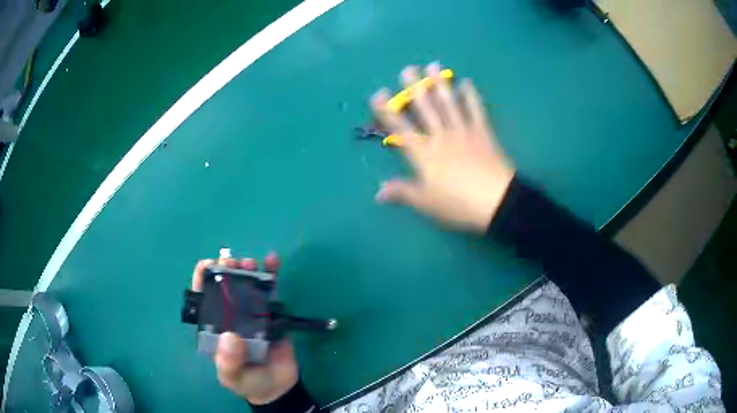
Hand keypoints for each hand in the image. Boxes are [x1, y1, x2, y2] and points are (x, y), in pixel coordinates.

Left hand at [190, 253, 298, 404]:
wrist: (277, 388)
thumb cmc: (248, 382)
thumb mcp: (232, 378)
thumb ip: (228, 363)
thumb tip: (230, 337)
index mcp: (215, 327)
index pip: (203, 298)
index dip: (202, 279)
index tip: (209, 265)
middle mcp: (231, 316)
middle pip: (226, 286)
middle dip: (227, 269)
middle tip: (234, 264)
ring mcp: (252, 313)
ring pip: (247, 285)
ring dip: (247, 269)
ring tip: (251, 263)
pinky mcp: (272, 314)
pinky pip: (271, 292)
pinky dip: (272, 274)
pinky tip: (273, 260)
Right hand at [372, 63, 515, 232]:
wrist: (497, 201)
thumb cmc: (458, 203)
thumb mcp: (426, 202)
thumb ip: (402, 192)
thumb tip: (377, 193)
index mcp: (424, 154)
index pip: (400, 129)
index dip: (387, 111)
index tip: (378, 94)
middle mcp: (441, 136)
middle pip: (425, 109)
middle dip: (414, 88)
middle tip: (408, 68)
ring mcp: (463, 132)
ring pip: (449, 104)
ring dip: (440, 84)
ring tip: (433, 66)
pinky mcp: (483, 133)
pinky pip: (476, 110)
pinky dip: (471, 96)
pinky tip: (467, 83)